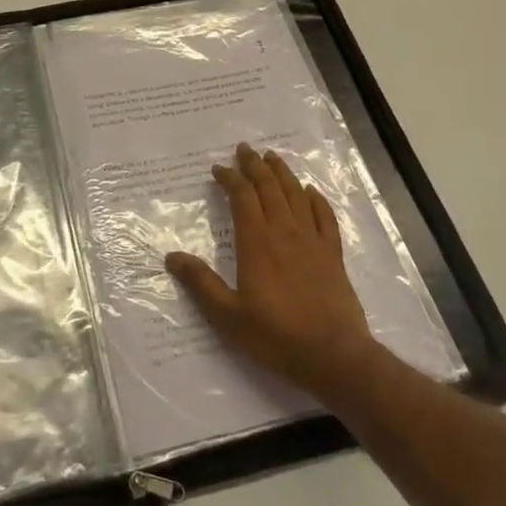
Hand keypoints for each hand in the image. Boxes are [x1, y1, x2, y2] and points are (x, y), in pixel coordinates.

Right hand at [165, 143, 378, 400]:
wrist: (334, 355)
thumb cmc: (276, 336)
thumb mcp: (228, 316)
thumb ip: (201, 284)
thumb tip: (172, 256)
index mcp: (257, 243)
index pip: (242, 197)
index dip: (230, 179)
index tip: (218, 169)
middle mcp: (285, 232)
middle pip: (270, 188)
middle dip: (255, 166)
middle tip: (244, 150)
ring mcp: (313, 241)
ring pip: (297, 195)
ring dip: (283, 173)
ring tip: (272, 157)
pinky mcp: (333, 254)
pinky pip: (325, 217)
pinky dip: (317, 199)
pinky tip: (311, 191)